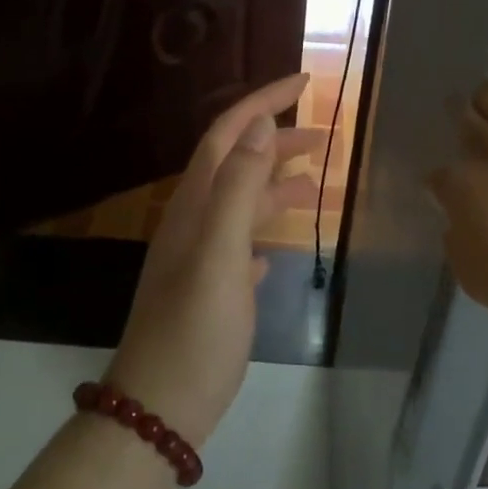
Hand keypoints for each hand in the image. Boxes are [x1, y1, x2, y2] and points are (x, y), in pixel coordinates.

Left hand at [108, 73, 317, 446]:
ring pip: (242, 205)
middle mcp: (193, 222)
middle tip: (326, 136)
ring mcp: (200, 258)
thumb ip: (239, 187)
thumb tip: (259, 125)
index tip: (305, 82)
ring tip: (317, 186)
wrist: (161, 406)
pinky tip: (279, 246)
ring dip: (276, 186)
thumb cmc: (195, 329)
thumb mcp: (220, 252)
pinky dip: (263, 232)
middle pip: (237, 164)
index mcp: (194, 205)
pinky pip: (241, 245)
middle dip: (278, 142)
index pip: (228, 134)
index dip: (263, 103)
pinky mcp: (211, 291)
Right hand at [429, 51, 487, 333]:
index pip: (439, 176)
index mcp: (459, 187)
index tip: (448, 194)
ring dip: (480, 98)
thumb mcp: (470, 273)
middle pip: (462, 123)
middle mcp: (486, 151)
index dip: (441, 185)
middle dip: (455, 124)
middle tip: (457, 127)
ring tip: (478, 96)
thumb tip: (457, 216)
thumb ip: (455, 237)